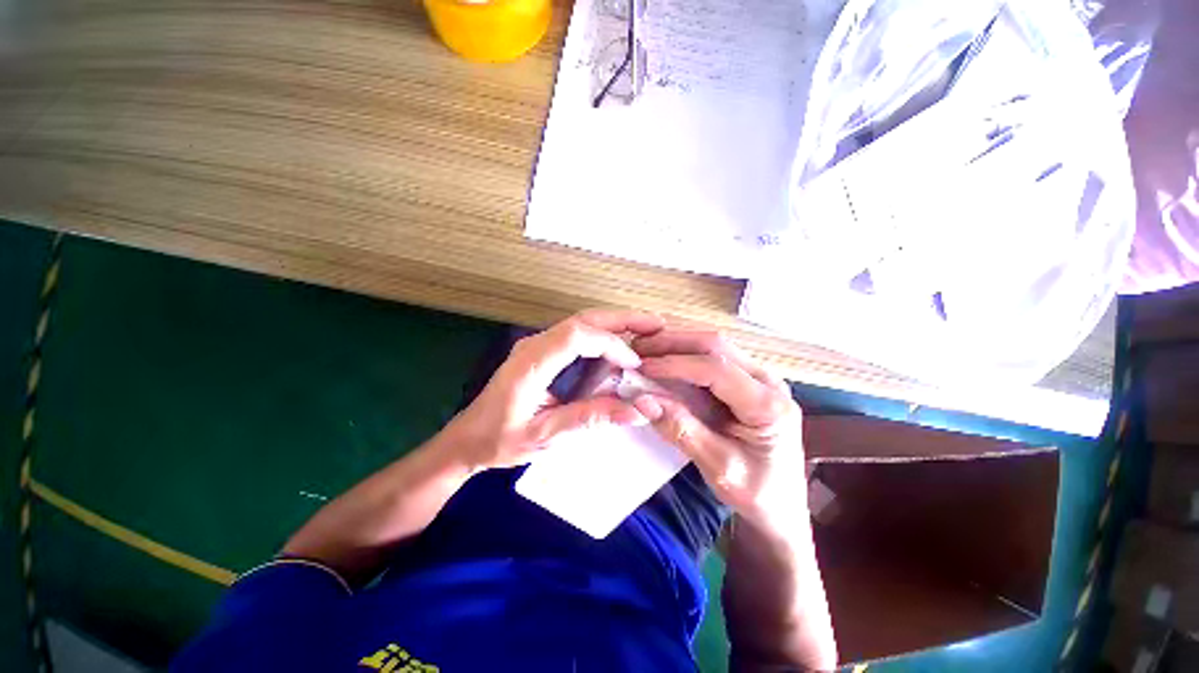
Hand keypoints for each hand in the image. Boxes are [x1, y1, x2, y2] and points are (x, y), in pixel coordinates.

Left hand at [447, 309, 664, 471]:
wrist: (467, 439)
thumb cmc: (499, 440)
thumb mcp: (545, 436)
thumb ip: (590, 419)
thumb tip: (637, 412)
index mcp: (532, 362)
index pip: (578, 336)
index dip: (611, 343)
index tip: (634, 363)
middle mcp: (535, 344)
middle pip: (584, 319)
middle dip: (623, 319)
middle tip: (657, 324)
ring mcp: (538, 345)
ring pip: (583, 323)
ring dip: (615, 324)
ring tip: (647, 330)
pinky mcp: (543, 352)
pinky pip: (577, 335)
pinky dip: (603, 336)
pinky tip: (621, 345)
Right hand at [631, 331, 806, 528]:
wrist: (783, 505)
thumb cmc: (757, 494)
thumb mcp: (719, 469)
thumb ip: (682, 431)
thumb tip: (642, 400)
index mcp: (769, 406)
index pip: (717, 370)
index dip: (676, 364)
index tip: (642, 368)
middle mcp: (769, 382)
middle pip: (716, 346)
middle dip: (673, 343)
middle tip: (637, 347)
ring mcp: (760, 377)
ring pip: (714, 345)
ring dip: (677, 343)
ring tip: (645, 349)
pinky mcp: (747, 380)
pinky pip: (713, 357)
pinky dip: (685, 353)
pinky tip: (664, 357)